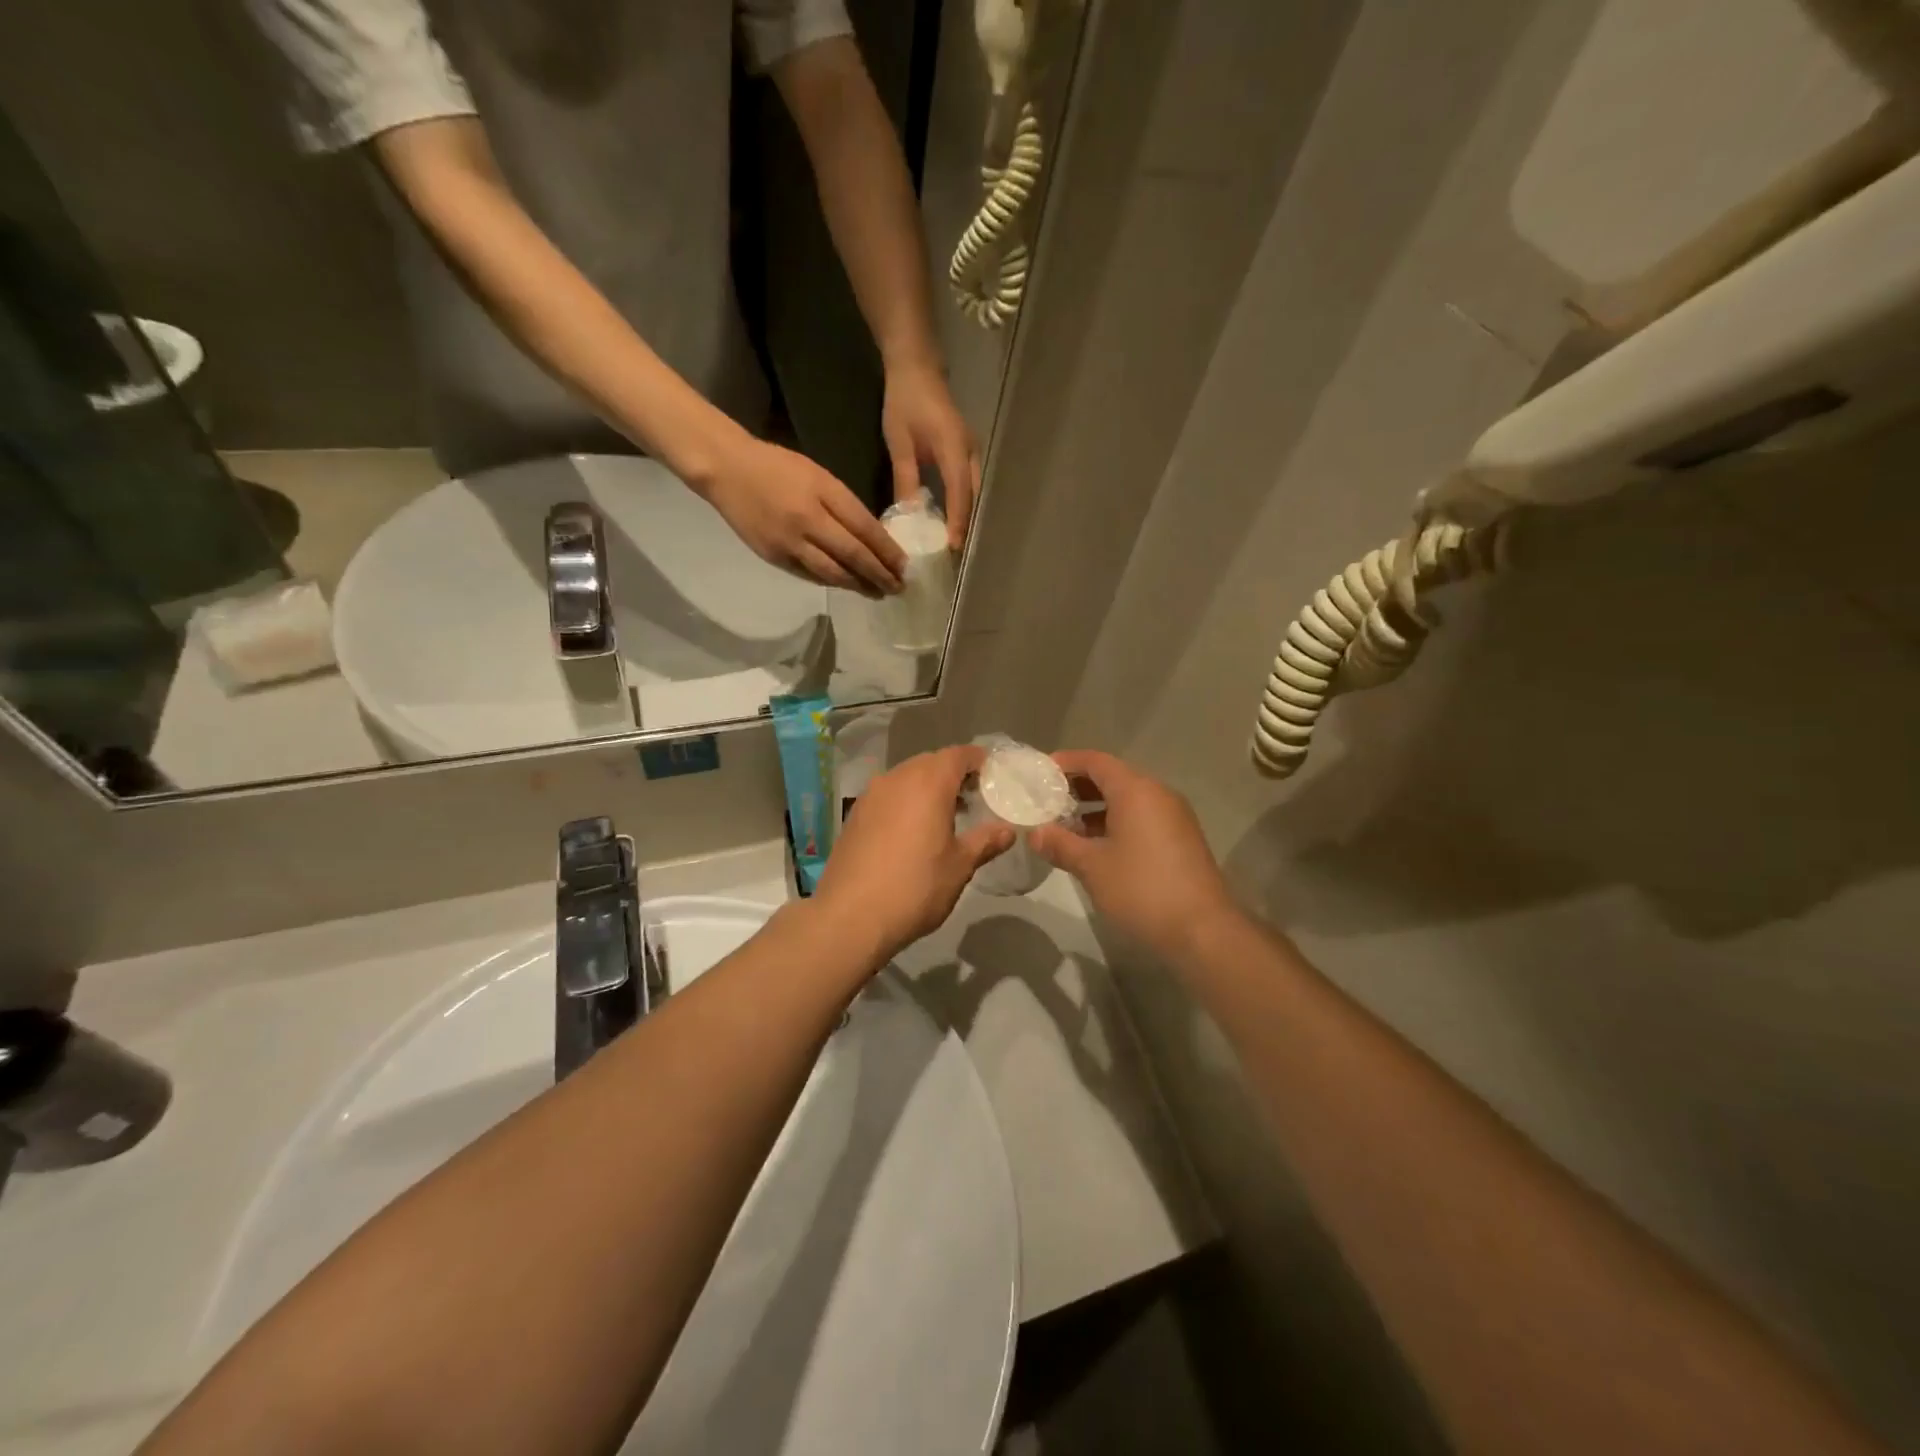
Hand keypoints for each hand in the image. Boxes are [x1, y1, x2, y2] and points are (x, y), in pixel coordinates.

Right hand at [700, 434, 906, 594]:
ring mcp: (789, 543)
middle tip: (898, 588)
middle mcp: (808, 521)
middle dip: (879, 575)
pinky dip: (831, 582)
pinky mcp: (774, 557)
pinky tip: (847, 586)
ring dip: (858, 586)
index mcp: (823, 494)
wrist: (727, 469)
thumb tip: (872, 537)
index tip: (905, 566)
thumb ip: (845, 505)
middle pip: (852, 556)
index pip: (865, 529)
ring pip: (832, 573)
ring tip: (877, 593)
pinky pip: (810, 575)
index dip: (887, 551)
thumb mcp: (818, 475)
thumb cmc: (777, 466)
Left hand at [813, 745, 1012, 963]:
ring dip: (927, 788)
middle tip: (973, 798)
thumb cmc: (915, 887)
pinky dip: (905, 801)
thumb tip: (1008, 830)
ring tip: (945, 816)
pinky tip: (913, 831)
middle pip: (930, 762)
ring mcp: (871, 795)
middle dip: (953, 774)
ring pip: (906, 778)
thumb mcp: (960, 866)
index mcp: (928, 783)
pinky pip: (887, 795)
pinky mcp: (854, 815)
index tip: (993, 775)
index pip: (958, 755)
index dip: (978, 760)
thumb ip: (985, 841)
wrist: (849, 917)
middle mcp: (897, 778)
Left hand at [882, 357, 978, 548]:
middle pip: (972, 497)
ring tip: (952, 542)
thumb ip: (906, 480)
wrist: (916, 366)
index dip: (958, 523)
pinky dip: (962, 503)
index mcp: (953, 449)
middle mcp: (970, 453)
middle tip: (953, 554)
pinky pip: (968, 484)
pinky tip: (950, 519)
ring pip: (973, 492)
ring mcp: (971, 451)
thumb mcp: (899, 443)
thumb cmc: (905, 401)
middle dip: (965, 526)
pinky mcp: (966, 452)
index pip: (959, 494)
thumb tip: (910, 516)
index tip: (954, 549)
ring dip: (965, 516)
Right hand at [1029, 750, 1240, 961]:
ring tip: (1064, 826)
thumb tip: (1034, 833)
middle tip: (1047, 800)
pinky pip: (1141, 818)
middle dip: (1078, 787)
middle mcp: (1157, 794)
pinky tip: (1095, 847)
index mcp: (1136, 790)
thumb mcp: (1092, 867)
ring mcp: (1173, 817)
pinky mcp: (1180, 840)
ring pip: (1128, 800)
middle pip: (1112, 778)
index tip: (1040, 773)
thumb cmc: (1142, 889)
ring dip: (1095, 808)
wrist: (1203, 931)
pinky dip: (1115, 823)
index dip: (1066, 763)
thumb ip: (1060, 844)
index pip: (1096, 761)